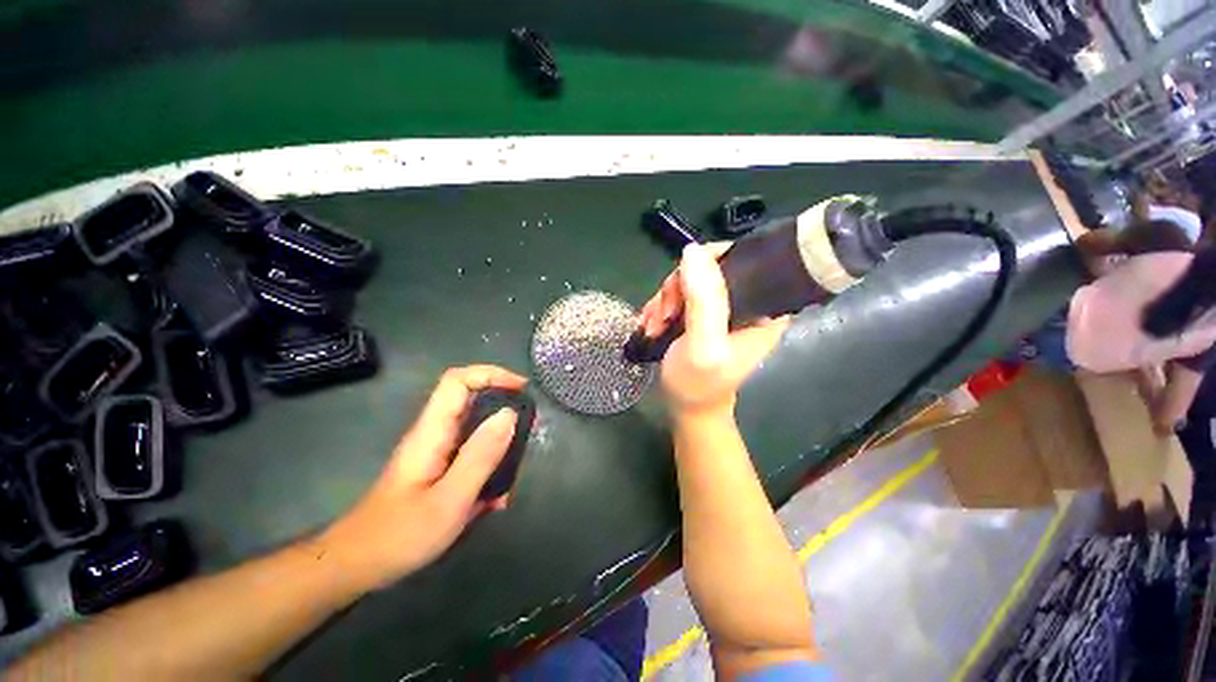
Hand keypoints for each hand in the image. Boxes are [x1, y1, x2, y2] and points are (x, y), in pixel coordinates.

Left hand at [318, 365, 526, 591]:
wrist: (358, 567)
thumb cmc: (400, 535)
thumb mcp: (450, 499)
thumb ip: (481, 454)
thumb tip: (510, 413)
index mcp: (432, 431)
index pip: (459, 381)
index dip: (491, 375)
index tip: (522, 389)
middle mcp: (435, 434)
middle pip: (472, 401)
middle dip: (504, 411)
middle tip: (528, 432)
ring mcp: (437, 452)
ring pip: (476, 431)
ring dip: (500, 447)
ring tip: (512, 476)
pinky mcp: (439, 469)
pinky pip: (472, 456)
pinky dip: (489, 470)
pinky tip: (494, 501)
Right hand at [638, 243, 788, 418]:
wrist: (686, 407)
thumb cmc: (698, 384)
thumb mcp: (703, 345)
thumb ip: (703, 301)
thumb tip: (692, 251)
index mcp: (766, 308)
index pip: (744, 258)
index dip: (707, 262)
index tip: (680, 286)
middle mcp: (749, 302)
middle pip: (710, 267)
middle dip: (678, 288)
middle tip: (663, 316)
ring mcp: (725, 307)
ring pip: (691, 279)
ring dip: (666, 300)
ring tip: (654, 325)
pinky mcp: (705, 313)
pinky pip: (681, 293)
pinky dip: (663, 306)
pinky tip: (654, 324)